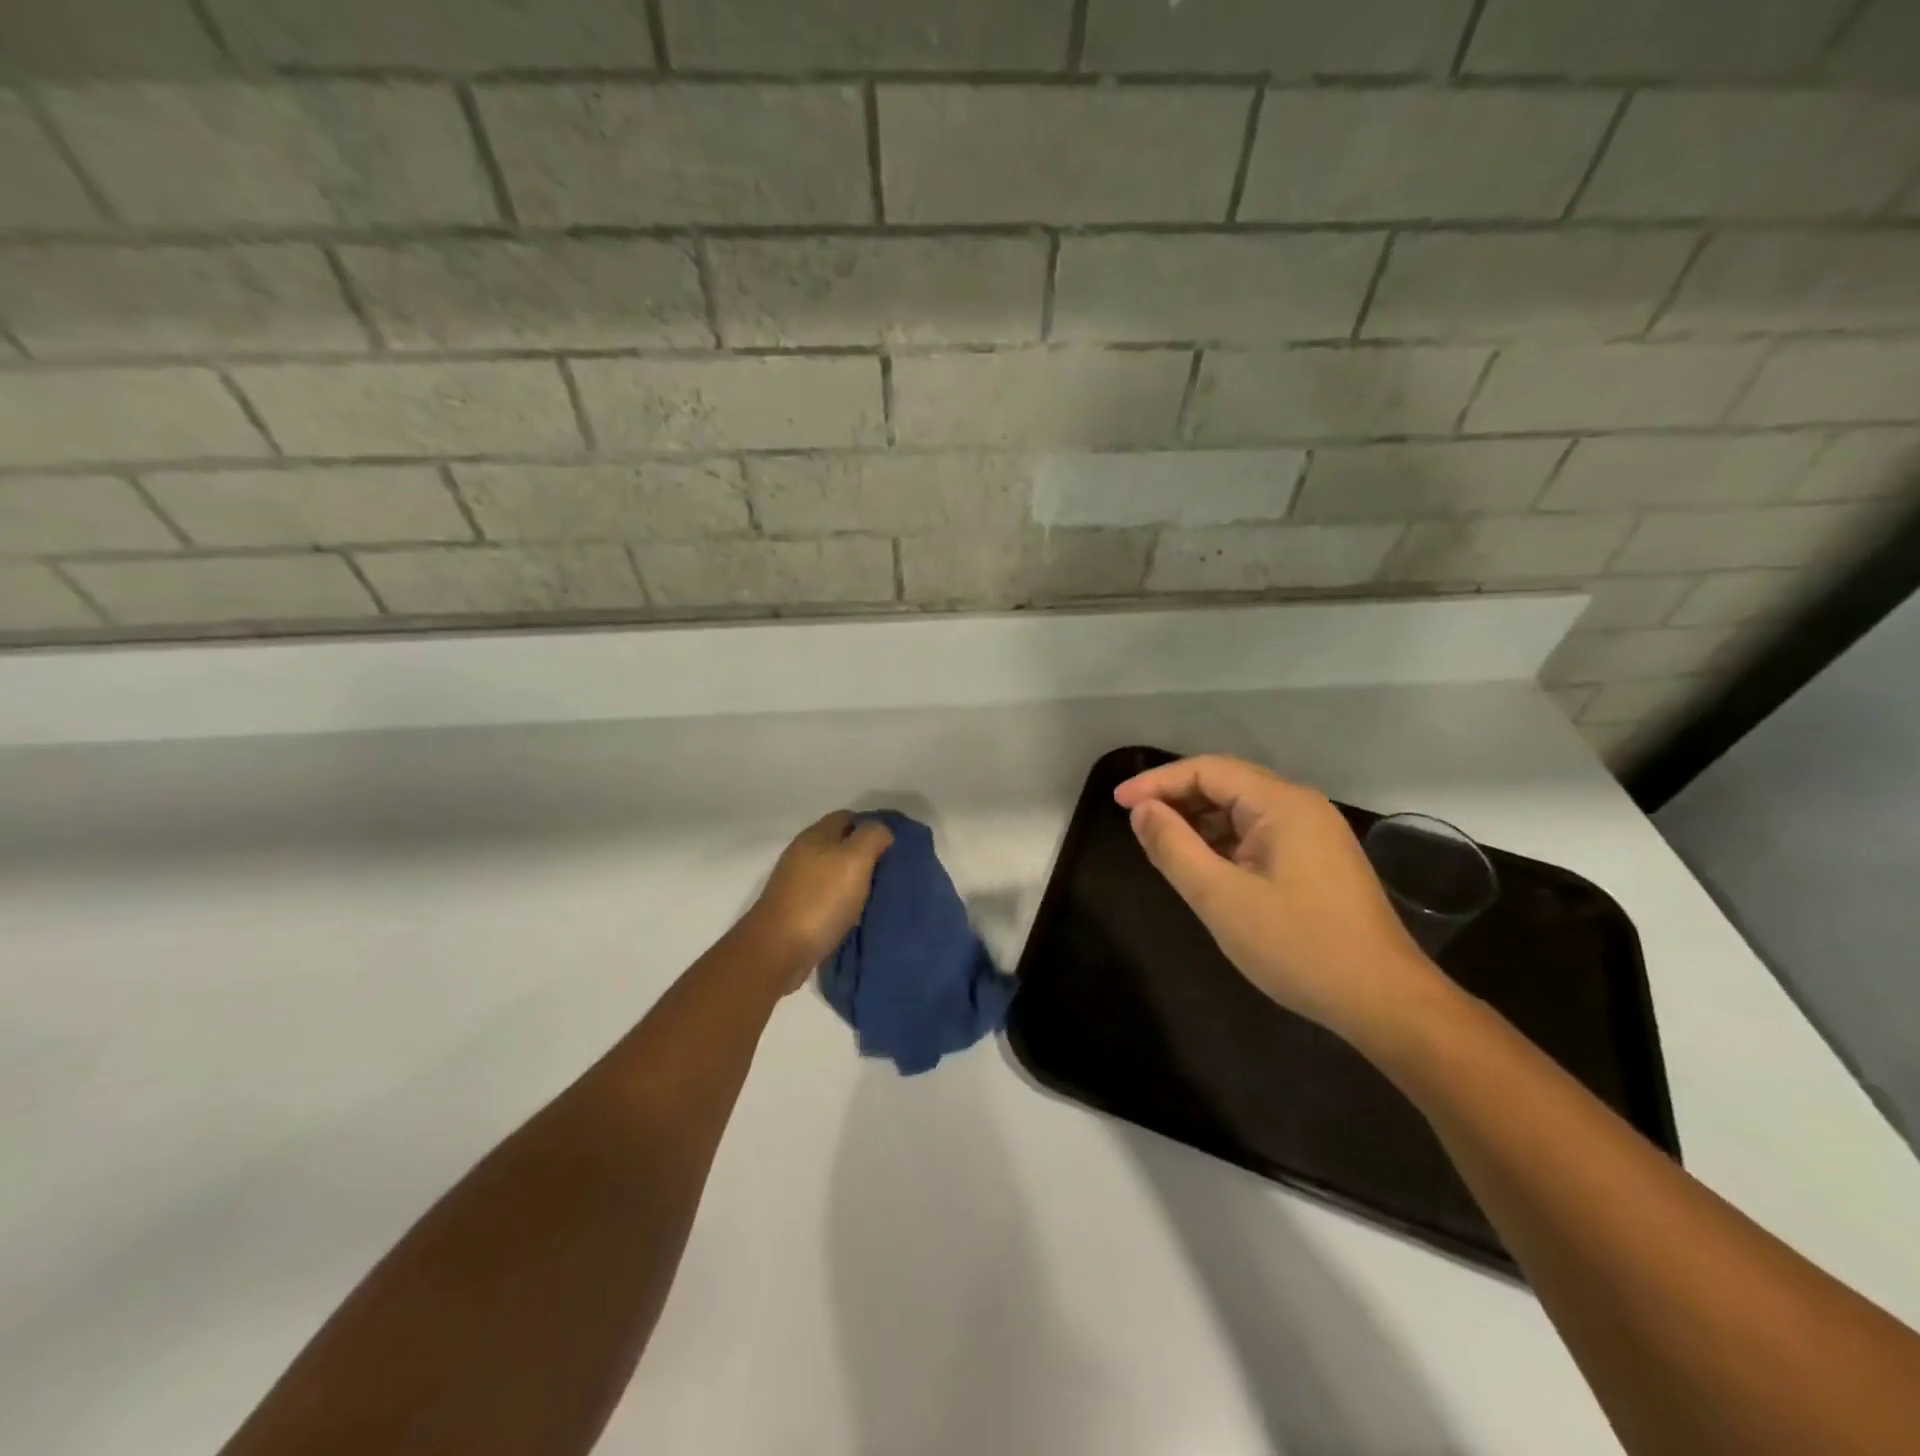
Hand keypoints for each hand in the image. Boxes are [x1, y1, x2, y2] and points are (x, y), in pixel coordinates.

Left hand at [745, 811, 893, 991]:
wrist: (778, 950)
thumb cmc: (821, 899)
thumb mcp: (855, 859)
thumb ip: (872, 837)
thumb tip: (882, 831)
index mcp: (816, 835)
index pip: (848, 817)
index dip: (871, 827)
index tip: (893, 847)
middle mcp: (802, 852)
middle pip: (839, 844)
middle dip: (864, 855)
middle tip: (888, 872)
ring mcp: (795, 881)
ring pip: (832, 871)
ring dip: (853, 880)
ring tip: (876, 895)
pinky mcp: (794, 908)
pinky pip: (825, 895)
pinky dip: (841, 901)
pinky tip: (854, 915)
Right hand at [1114, 756, 1449, 1048]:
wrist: (1383, 1000)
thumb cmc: (1297, 946)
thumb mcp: (1220, 898)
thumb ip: (1174, 847)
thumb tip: (1142, 810)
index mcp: (1281, 803)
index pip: (1207, 770)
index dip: (1158, 782)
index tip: (1118, 803)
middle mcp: (1301, 805)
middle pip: (1226, 783)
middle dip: (1177, 797)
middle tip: (1136, 822)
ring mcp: (1314, 832)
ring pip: (1242, 809)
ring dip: (1199, 820)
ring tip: (1162, 844)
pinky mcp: (1318, 859)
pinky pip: (1259, 832)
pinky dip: (1224, 840)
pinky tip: (1204, 865)